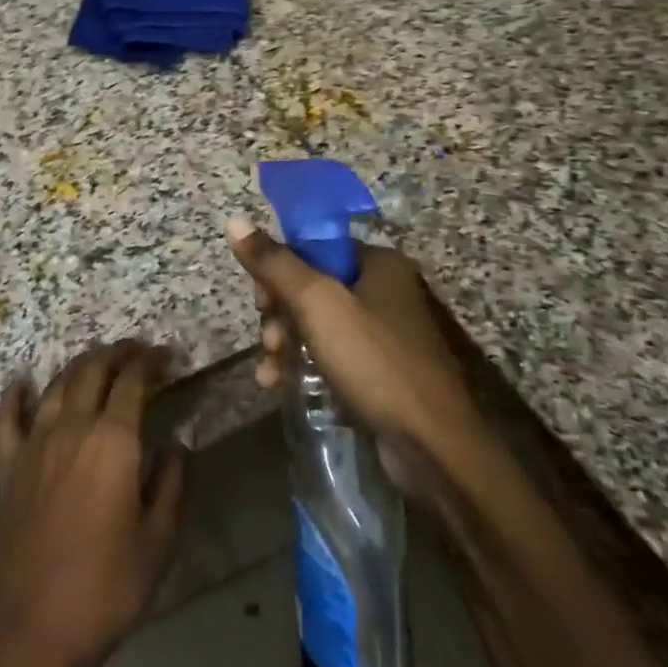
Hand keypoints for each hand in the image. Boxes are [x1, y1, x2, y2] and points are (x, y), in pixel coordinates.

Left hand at [0, 341, 186, 666]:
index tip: (167, 356)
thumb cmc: (107, 585)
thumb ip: (173, 482)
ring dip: (80, 365)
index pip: (133, 381)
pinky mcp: (10, 464)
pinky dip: (17, 394)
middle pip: (93, 370)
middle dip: (118, 352)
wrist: (34, 622)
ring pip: (57, 385)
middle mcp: (72, 427)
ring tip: (98, 361)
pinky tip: (23, 381)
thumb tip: (176, 444)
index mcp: (114, 441)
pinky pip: (8, 417)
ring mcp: (35, 442)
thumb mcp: (159, 539)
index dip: (151, 361)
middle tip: (138, 351)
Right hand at [226, 219, 480, 463]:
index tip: (260, 300)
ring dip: (284, 343)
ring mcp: (383, 332)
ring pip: (315, 323)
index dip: (278, 269)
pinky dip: (302, 364)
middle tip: (268, 340)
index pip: (313, 247)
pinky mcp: (379, 369)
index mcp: (378, 263)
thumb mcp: (317, 304)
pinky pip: (330, 353)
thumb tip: (235, 221)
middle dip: (278, 314)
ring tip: (270, 372)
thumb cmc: (373, 361)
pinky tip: (279, 384)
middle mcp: (384, 290)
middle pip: (310, 286)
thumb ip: (275, 263)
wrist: (432, 446)